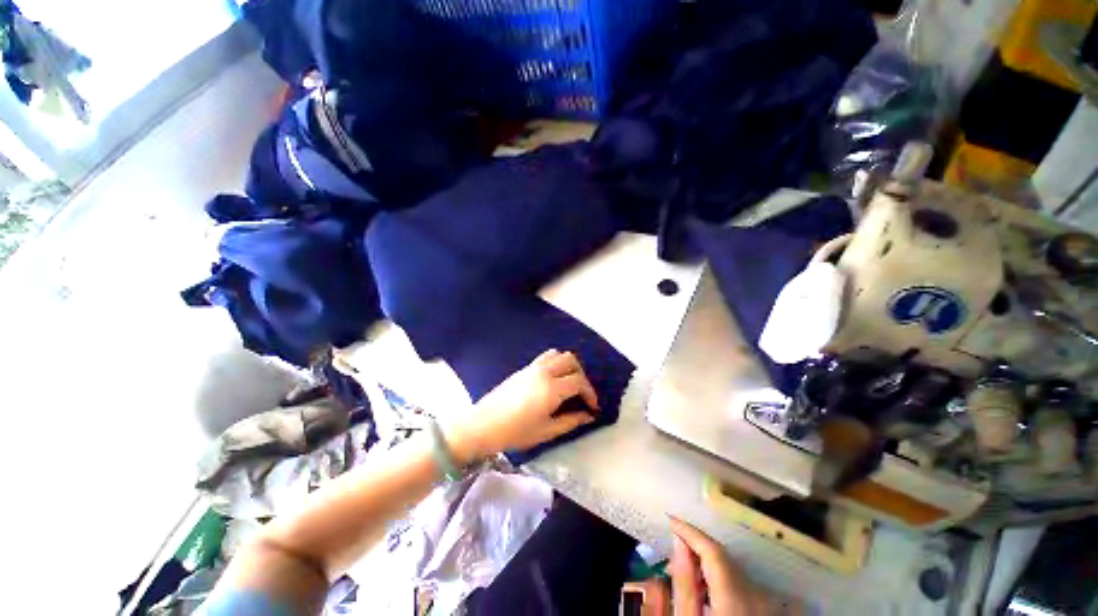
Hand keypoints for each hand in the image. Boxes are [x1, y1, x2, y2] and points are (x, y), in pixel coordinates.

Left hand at [444, 349, 599, 461]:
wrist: (484, 425)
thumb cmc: (515, 432)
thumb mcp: (546, 431)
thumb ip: (571, 421)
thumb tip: (588, 416)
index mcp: (551, 389)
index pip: (579, 382)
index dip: (590, 393)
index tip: (592, 407)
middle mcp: (544, 372)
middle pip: (571, 361)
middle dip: (582, 375)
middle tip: (582, 393)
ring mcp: (533, 367)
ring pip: (558, 354)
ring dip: (568, 365)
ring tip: (569, 383)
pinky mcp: (524, 368)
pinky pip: (546, 357)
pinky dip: (556, 362)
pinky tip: (553, 380)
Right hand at [669, 517, 768, 615]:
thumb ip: (686, 584)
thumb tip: (679, 544)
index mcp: (737, 593)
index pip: (712, 549)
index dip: (689, 530)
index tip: (670, 519)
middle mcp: (759, 592)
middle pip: (723, 558)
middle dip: (697, 550)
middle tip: (674, 553)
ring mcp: (769, 600)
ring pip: (734, 569)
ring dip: (711, 566)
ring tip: (690, 577)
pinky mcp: (774, 608)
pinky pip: (745, 583)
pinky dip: (726, 580)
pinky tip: (712, 590)